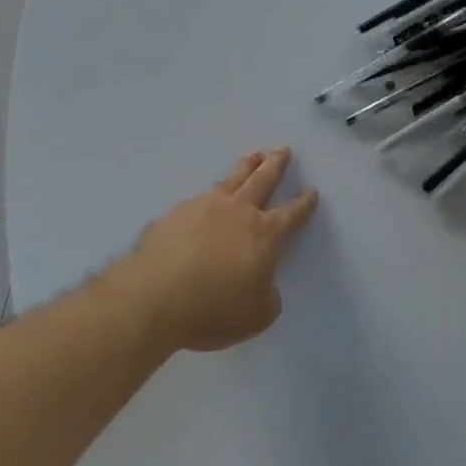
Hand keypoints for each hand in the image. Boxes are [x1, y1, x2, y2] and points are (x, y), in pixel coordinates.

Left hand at [117, 148, 319, 352]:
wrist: (153, 298)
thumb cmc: (213, 310)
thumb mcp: (256, 316)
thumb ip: (268, 297)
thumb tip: (264, 284)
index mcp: (265, 234)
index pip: (293, 213)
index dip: (305, 203)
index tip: (311, 192)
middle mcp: (239, 211)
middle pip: (263, 178)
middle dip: (276, 163)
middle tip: (283, 149)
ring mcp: (206, 206)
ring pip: (232, 178)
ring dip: (246, 165)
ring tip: (253, 156)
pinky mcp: (177, 212)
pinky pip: (201, 197)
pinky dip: (211, 194)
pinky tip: (207, 199)